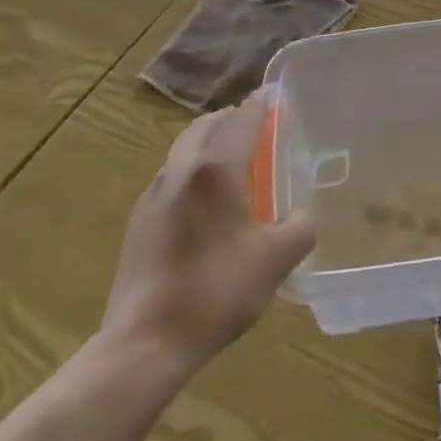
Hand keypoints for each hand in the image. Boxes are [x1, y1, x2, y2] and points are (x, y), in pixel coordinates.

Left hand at [99, 94, 315, 374]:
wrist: (144, 344)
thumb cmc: (216, 292)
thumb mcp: (276, 261)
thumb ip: (300, 228)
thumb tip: (301, 215)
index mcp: (216, 169)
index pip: (242, 118)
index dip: (262, 104)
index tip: (277, 97)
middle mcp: (182, 170)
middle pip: (208, 125)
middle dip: (233, 118)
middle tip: (260, 128)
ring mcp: (154, 195)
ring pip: (184, 149)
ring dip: (211, 143)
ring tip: (236, 162)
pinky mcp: (139, 221)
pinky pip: (172, 177)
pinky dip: (194, 170)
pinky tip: (208, 203)